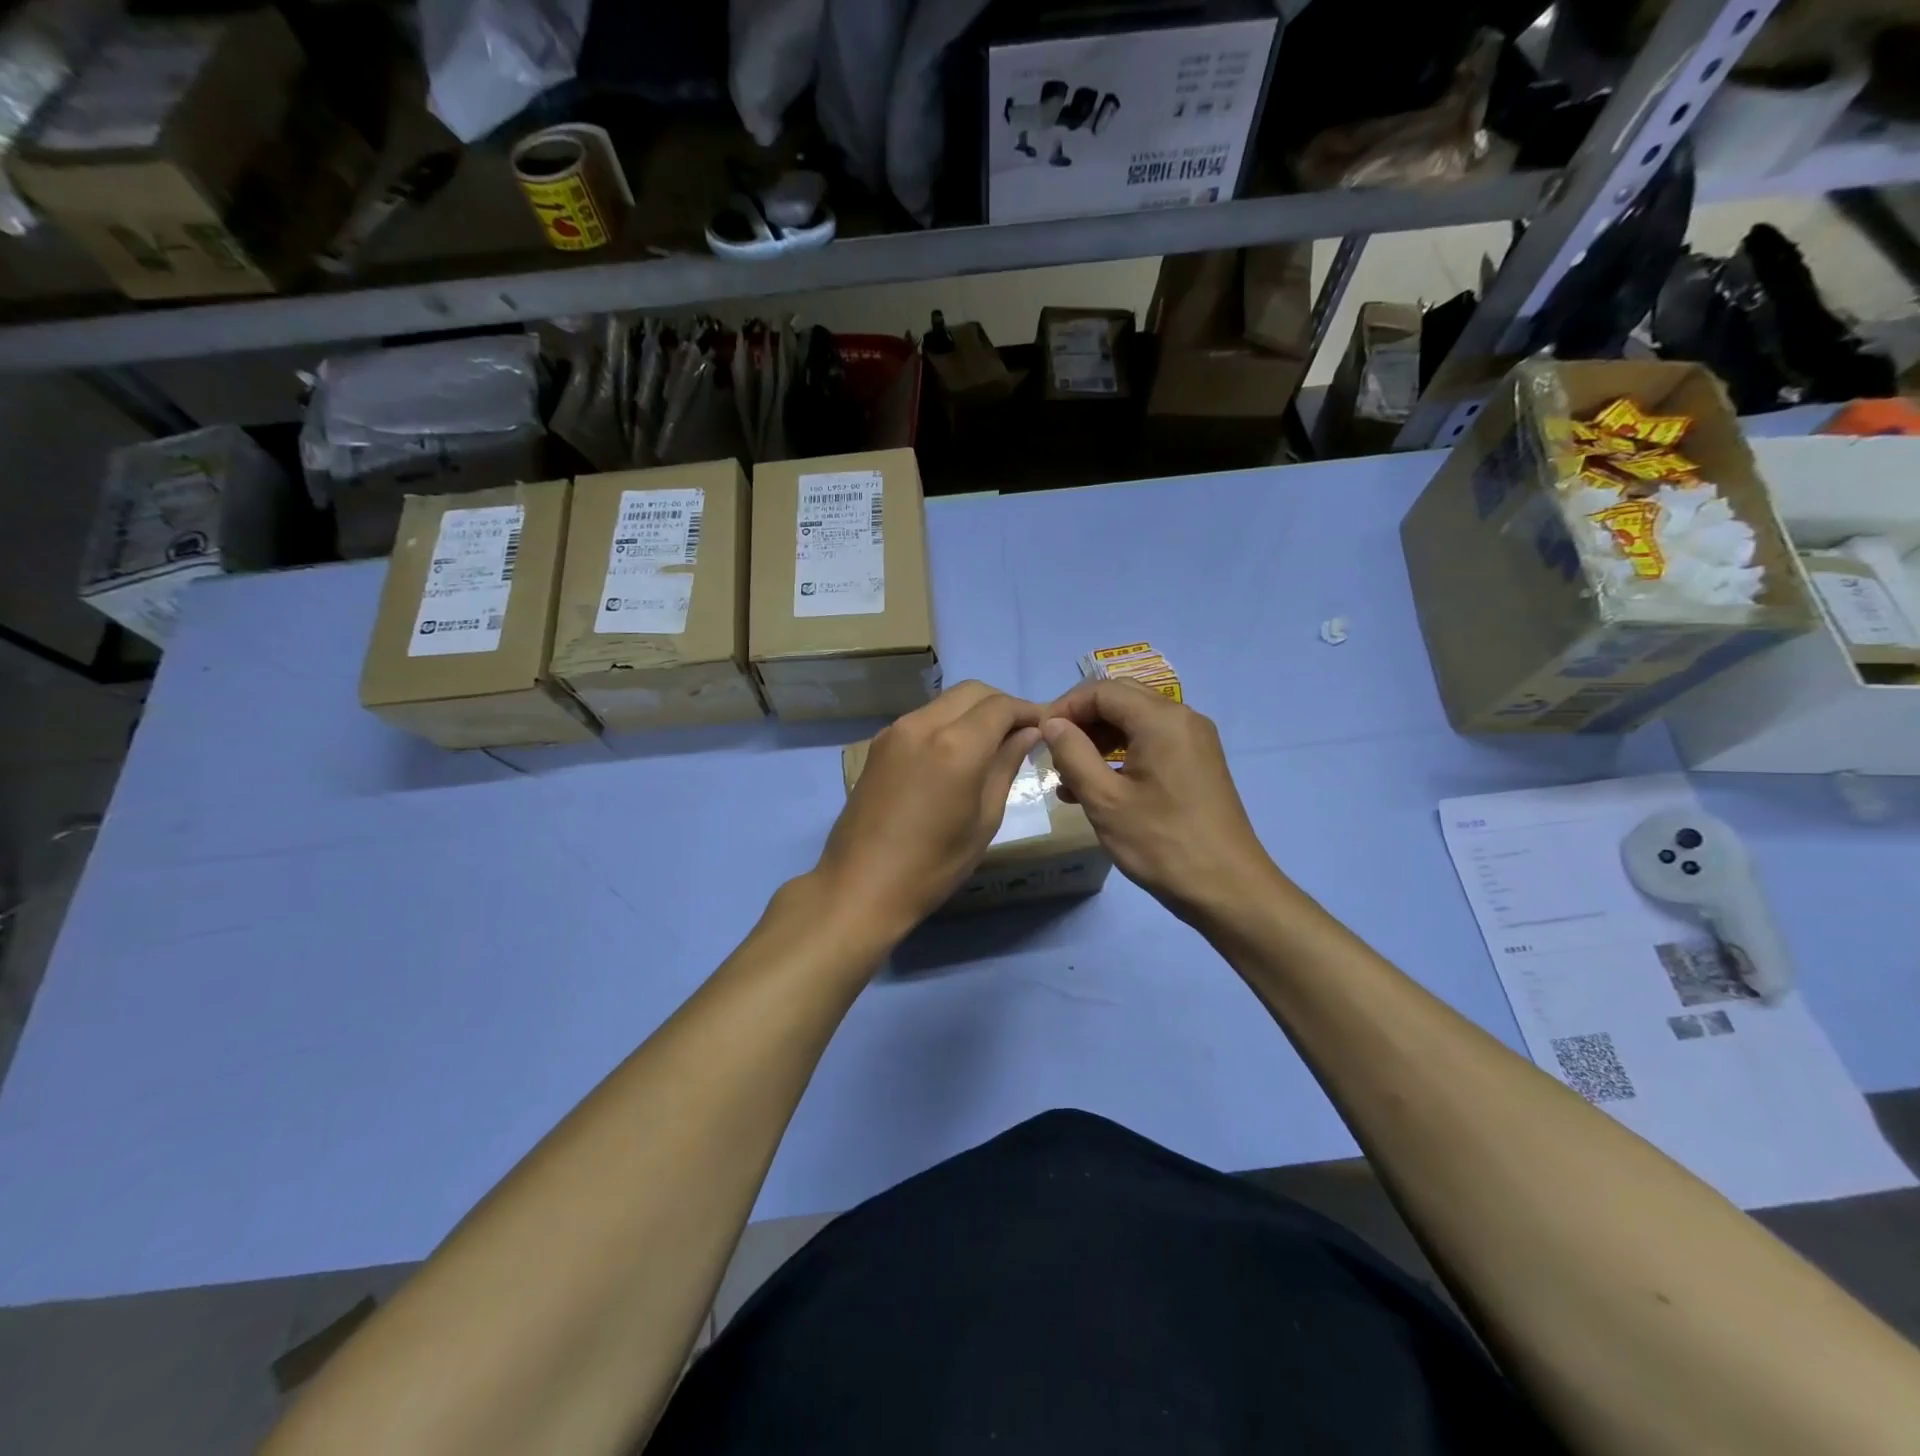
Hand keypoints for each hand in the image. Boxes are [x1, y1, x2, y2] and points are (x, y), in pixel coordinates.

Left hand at [814, 681, 1043, 939]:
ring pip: (945, 701)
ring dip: (973, 712)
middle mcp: (923, 724)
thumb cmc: (933, 865)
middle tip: (1020, 733)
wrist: (860, 885)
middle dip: (1001, 704)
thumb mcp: (984, 820)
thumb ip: (1006, 767)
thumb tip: (1028, 734)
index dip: (1029, 711)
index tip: (1045, 727)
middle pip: (972, 691)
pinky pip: (923, 718)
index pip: (1001, 706)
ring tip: (991, 744)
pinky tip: (956, 754)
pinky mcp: (879, 744)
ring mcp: (895, 731)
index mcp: (956, 745)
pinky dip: (947, 723)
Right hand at [1040, 679, 1276, 923]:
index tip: (1039, 738)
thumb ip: (1072, 753)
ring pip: (1134, 722)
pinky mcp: (1197, 763)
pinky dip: (1120, 756)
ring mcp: (1194, 740)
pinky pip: (1151, 743)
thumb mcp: (1105, 800)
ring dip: (1098, 741)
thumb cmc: (1162, 843)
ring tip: (1067, 779)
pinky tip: (1095, 789)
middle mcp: (1182, 718)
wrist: (1228, 889)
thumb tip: (1052, 723)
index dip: (1064, 708)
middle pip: (1120, 700)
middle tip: (1052, 755)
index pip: (1101, 690)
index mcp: (1161, 719)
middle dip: (1081, 723)